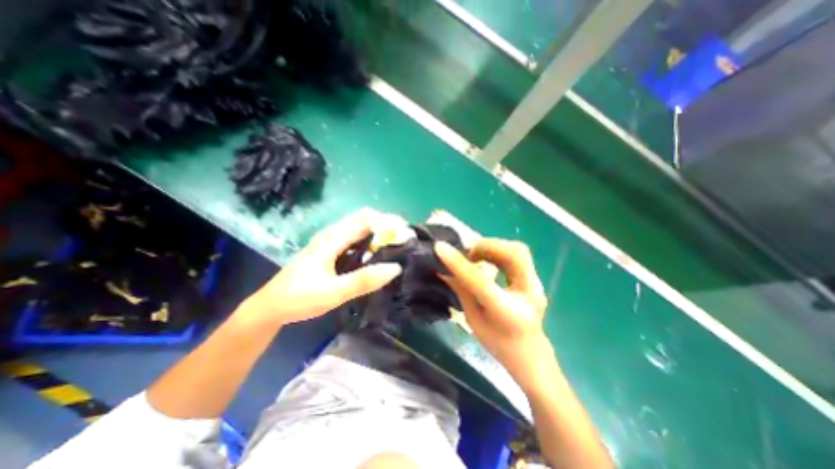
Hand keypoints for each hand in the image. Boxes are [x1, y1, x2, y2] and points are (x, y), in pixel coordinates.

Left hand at [242, 211, 399, 327]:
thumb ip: (363, 281)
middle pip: (364, 219)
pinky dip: (369, 241)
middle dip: (386, 224)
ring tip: (396, 245)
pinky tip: (377, 254)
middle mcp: (332, 234)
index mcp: (332, 239)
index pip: (365, 219)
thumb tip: (395, 268)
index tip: (405, 232)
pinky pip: (354, 238)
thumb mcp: (333, 293)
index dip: (387, 221)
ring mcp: (330, 242)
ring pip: (359, 227)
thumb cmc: (299, 298)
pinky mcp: (330, 250)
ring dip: (378, 232)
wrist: (271, 307)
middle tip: (404, 239)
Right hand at [433, 236, 552, 389]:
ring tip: (476, 255)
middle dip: (487, 246)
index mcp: (507, 312)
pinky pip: (518, 255)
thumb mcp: (473, 320)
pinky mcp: (535, 279)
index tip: (440, 248)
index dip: (459, 263)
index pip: (481, 281)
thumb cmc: (498, 344)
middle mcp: (528, 294)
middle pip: (514, 255)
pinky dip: (500, 251)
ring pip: (519, 250)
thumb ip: (461, 291)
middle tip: (468, 253)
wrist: (531, 356)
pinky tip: (488, 259)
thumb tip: (443, 269)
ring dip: (493, 247)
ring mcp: (536, 285)